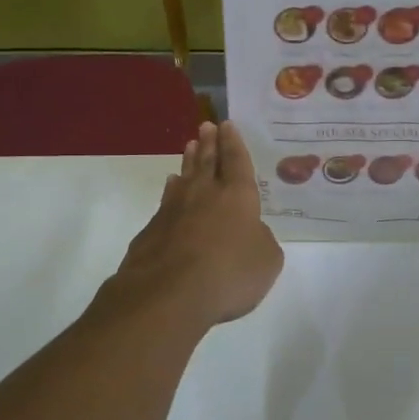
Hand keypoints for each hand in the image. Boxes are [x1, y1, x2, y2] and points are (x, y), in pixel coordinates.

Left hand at [103, 121, 283, 328]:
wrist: (168, 294)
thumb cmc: (228, 273)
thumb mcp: (266, 261)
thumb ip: (261, 240)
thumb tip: (250, 233)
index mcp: (237, 195)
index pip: (236, 160)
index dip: (233, 142)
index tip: (227, 125)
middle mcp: (204, 194)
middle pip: (207, 161)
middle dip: (209, 143)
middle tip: (206, 125)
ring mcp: (174, 210)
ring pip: (185, 177)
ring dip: (189, 160)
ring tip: (189, 146)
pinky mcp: (152, 230)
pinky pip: (167, 200)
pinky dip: (172, 190)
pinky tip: (172, 188)